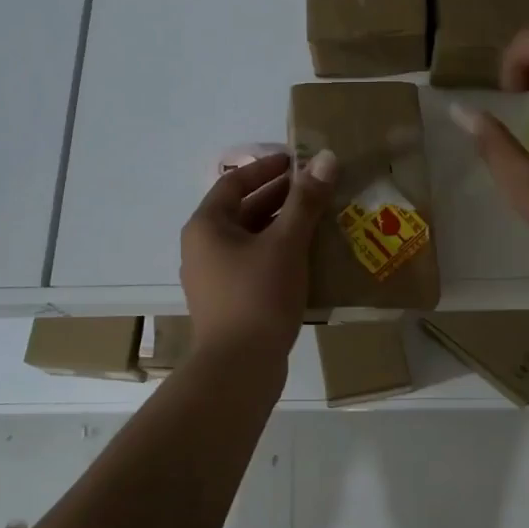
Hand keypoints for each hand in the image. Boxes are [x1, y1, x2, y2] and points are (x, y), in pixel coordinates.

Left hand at [180, 149, 335, 367]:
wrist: (238, 369)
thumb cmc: (258, 295)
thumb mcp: (286, 243)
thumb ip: (306, 200)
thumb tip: (326, 158)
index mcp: (207, 226)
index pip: (235, 183)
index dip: (266, 168)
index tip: (296, 162)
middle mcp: (202, 247)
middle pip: (242, 210)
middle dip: (279, 197)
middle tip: (316, 189)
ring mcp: (212, 278)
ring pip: (250, 239)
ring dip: (281, 226)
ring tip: (318, 220)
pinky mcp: (227, 302)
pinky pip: (252, 264)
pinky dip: (277, 253)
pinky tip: (307, 258)